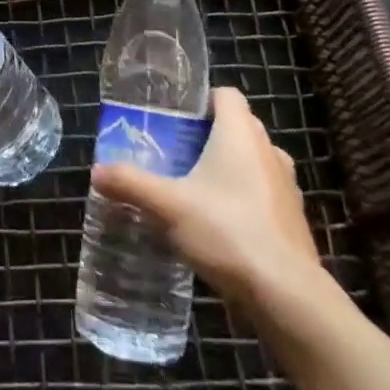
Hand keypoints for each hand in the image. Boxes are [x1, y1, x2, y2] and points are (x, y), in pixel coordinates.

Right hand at [89, 86, 326, 306]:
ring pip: (253, 161)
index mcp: (240, 133)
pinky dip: (244, 200)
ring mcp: (286, 186)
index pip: (227, 94)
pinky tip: (220, 226)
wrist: (286, 294)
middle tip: (175, 155)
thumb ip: (130, 184)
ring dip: (229, 169)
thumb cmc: (227, 231)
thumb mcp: (168, 205)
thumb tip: (96, 172)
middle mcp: (268, 150)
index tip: (176, 120)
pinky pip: (264, 194)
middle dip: (209, 136)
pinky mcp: (293, 219)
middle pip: (238, 127)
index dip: (202, 101)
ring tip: (195, 190)